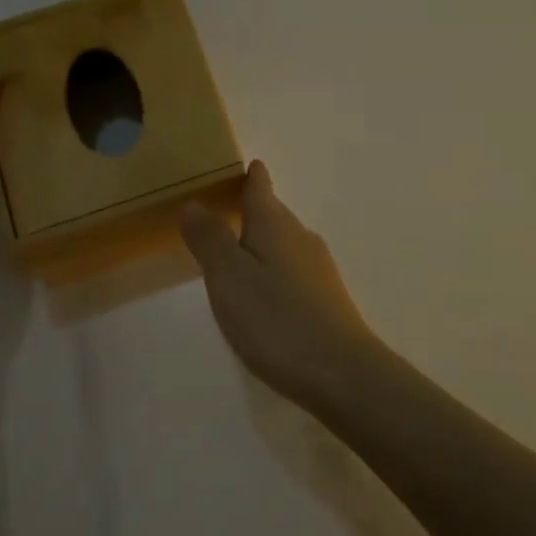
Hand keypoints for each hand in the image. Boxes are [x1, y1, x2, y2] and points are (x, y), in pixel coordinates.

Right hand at [179, 161, 389, 411]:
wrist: (341, 372)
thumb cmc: (276, 320)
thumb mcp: (230, 278)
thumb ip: (211, 240)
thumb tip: (194, 203)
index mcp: (275, 227)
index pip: (261, 190)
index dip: (254, 177)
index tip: (251, 164)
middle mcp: (301, 239)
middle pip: (275, 215)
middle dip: (255, 208)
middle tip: (231, 206)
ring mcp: (319, 269)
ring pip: (286, 243)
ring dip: (265, 240)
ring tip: (242, 248)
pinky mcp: (327, 298)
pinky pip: (294, 269)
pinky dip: (276, 268)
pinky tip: (268, 291)